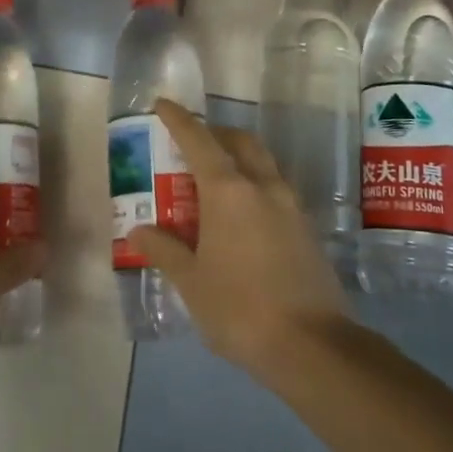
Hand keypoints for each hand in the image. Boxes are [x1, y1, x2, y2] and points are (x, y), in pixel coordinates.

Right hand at [127, 100, 348, 378]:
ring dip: (239, 159)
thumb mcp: (191, 281)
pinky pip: (276, 190)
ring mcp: (291, 206)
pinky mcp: (307, 229)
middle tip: (191, 147)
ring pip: (263, 164)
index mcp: (229, 191)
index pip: (199, 140)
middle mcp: (263, 187)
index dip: (179, 120)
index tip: (162, 104)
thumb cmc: (239, 308)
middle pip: (240, 142)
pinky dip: (255, 186)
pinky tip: (242, 216)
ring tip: (214, 182)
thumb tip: (139, 231)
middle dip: (215, 134)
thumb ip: (164, 250)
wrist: (313, 346)